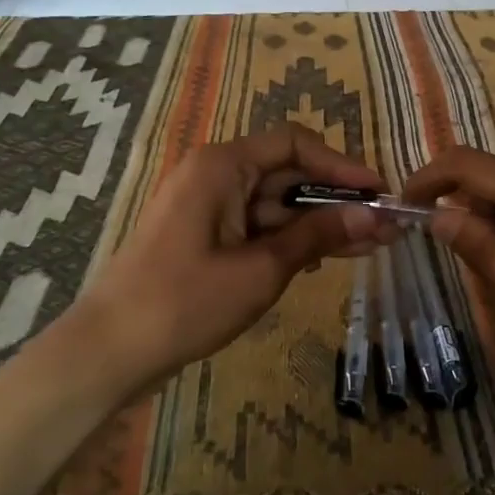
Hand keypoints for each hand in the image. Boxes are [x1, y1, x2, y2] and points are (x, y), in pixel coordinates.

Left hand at [73, 127, 396, 392]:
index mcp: (221, 166)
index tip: (380, 193)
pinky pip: (255, 227)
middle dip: (335, 201)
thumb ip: (317, 235)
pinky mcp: (203, 236)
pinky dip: (288, 241)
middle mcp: (213, 175)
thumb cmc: (185, 302)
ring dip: (317, 225)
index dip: (341, 166)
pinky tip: (325, 260)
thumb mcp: (261, 269)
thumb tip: (374, 216)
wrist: (111, 350)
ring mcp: (206, 207)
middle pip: (286, 174)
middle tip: (383, 228)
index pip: (294, 144)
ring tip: (369, 247)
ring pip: (274, 205)